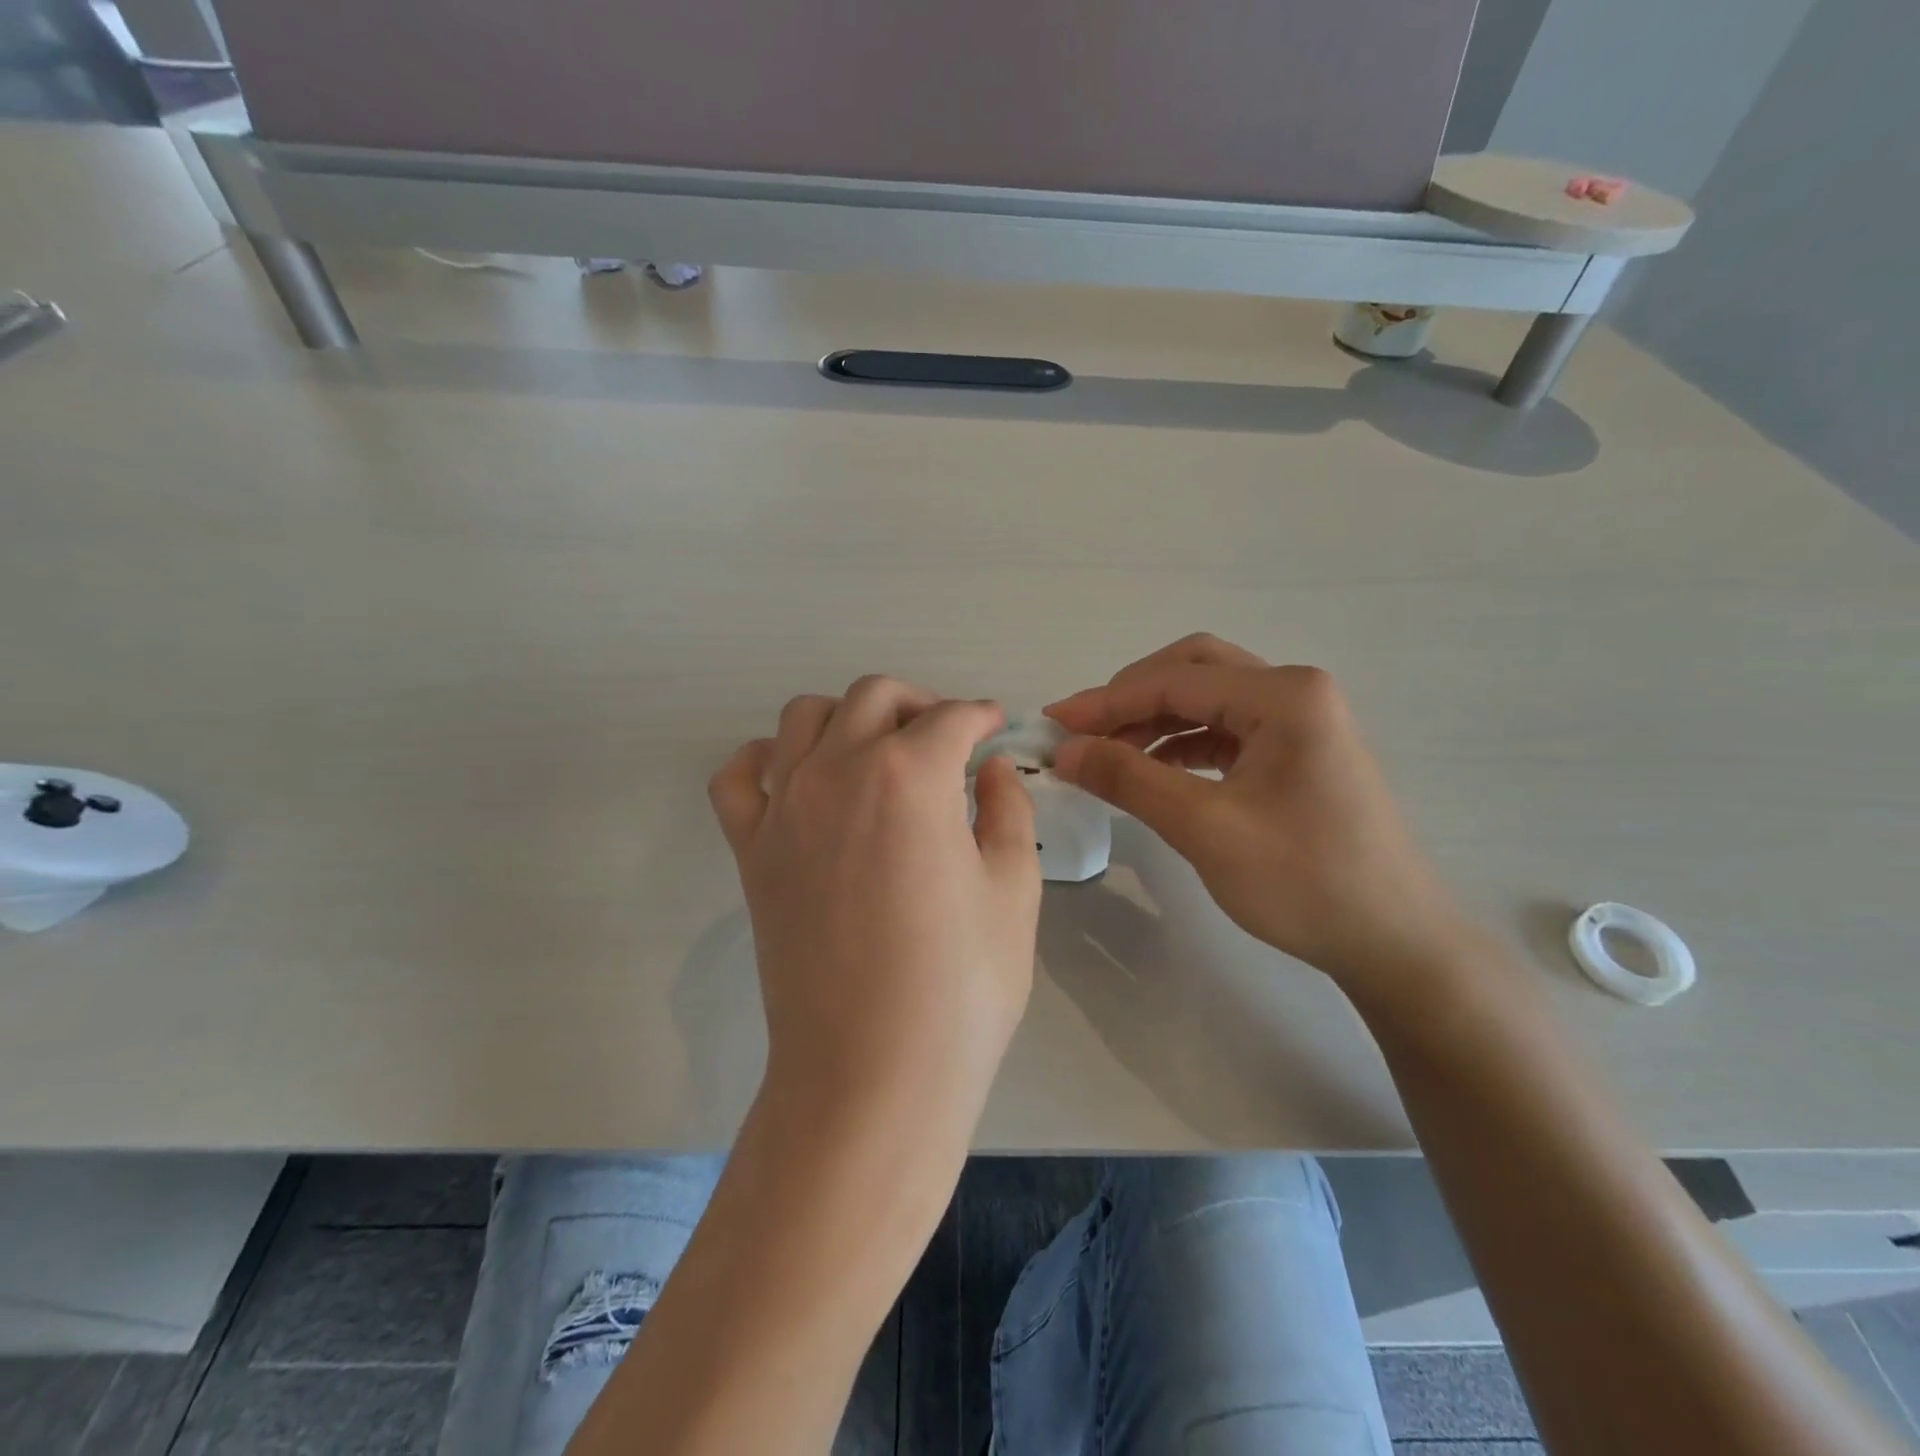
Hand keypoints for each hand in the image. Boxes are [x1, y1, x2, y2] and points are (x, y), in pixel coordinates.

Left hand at [708, 679, 1040, 1138]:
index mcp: (911, 775)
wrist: (872, 1070)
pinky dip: (766, 759)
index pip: (951, 718)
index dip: (981, 716)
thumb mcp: (1014, 889)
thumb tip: (991, 769)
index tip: (995, 728)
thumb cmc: (961, 985)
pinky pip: (739, 775)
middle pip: (875, 696)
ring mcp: (785, 807)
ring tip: (877, 754)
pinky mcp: (751, 849)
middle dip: (919, 704)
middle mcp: (840, 770)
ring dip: (848, 718)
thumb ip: (1006, 810)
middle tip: (947, 740)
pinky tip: (799, 779)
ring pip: (804, 716)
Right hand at [1046, 635, 1469, 989]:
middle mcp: (1295, 692)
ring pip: (1208, 700)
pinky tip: (1151, 771)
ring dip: (1153, 720)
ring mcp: (1300, 722)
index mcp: (1284, 695)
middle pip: (1193, 671)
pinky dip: (1181, 744)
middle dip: (1131, 698)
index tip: (1052, 723)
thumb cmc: (1303, 881)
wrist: (1393, 942)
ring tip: (1106, 755)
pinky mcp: (1296, 754)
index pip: (1174, 680)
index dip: (1106, 701)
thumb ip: (1129, 779)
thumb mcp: (1205, 827)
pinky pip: (1225, 731)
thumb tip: (1064, 750)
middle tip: (1084, 731)